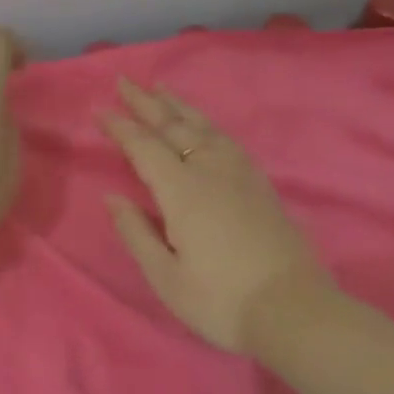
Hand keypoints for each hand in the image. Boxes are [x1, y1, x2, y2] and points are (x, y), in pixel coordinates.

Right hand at [100, 77, 335, 353]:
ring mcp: (240, 175)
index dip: (120, 128)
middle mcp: (211, 171)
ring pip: (204, 128)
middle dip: (146, 103)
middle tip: (125, 81)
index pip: (144, 148)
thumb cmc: (221, 300)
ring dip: (178, 106)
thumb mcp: (166, 277)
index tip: (99, 110)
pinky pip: (226, 139)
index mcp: (182, 192)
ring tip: (161, 89)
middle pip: (174, 127)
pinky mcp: (260, 185)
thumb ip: (136, 232)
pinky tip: (204, 126)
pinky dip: (207, 124)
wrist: (294, 312)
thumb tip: (112, 197)